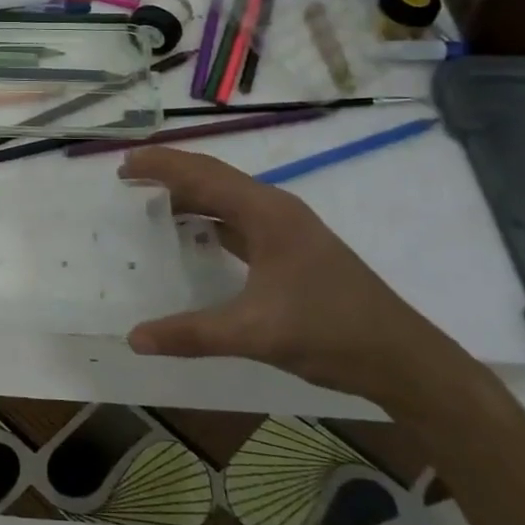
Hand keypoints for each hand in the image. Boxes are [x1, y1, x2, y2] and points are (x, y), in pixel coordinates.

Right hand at [121, 147, 462, 407]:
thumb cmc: (330, 332)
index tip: (122, 166)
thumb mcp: (256, 333)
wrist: (403, 358)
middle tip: (128, 177)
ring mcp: (287, 228)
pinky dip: (210, 218)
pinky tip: (195, 234)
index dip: (161, 166)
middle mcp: (276, 209)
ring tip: (151, 201)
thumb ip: (193, 334)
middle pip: (213, 176)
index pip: (202, 174)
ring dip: (190, 194)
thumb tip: (134, 338)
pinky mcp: (292, 248)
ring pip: (227, 197)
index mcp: (267, 212)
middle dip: (170, 172)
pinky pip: (239, 219)